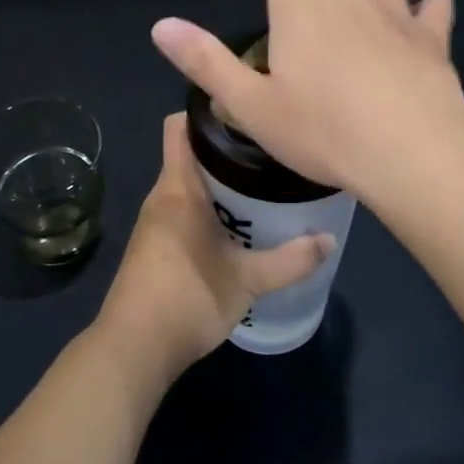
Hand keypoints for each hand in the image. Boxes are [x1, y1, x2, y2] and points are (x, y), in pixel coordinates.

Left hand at [96, 114, 330, 382]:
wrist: (133, 351)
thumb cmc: (188, 298)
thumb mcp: (248, 280)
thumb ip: (290, 259)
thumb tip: (329, 240)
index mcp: (178, 188)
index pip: (180, 126)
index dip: (208, 112)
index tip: (246, 113)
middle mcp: (162, 197)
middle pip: (192, 155)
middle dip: (228, 151)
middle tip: (271, 154)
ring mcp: (155, 224)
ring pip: (190, 186)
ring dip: (221, 185)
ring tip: (263, 188)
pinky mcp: (156, 248)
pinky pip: (184, 212)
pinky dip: (210, 211)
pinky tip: (240, 228)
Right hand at [149, 0, 463, 199]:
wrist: (411, 151)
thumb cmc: (322, 131)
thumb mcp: (251, 105)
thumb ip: (205, 62)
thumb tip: (160, 25)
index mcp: (299, 3)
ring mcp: (395, 10)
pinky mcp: (433, 35)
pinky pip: (433, 6)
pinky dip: (424, 9)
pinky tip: (419, 25)